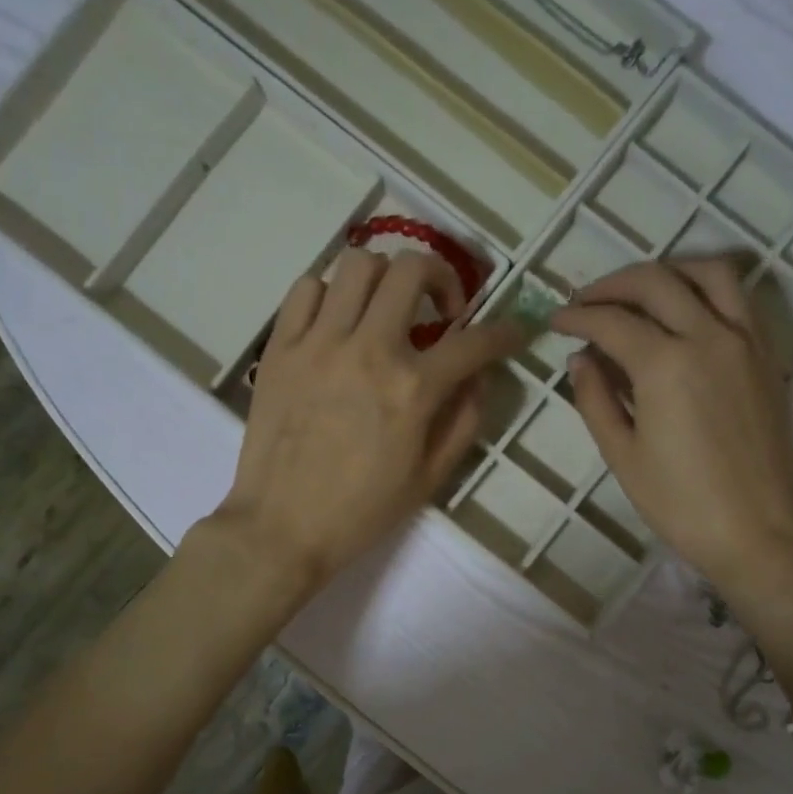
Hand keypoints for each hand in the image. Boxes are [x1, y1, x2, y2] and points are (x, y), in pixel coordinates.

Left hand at [210, 247, 522, 593]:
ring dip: (385, 279)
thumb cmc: (362, 511)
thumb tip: (478, 377)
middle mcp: (368, 350)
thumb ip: (465, 420)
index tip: (512, 333)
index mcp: (412, 389)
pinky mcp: (280, 347)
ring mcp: (318, 343)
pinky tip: (338, 322)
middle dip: (442, 277)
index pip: (473, 342)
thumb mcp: (431, 477)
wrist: (281, 528)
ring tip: (386, 310)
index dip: (504, 333)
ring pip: (357, 264)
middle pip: (411, 269)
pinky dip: (329, 293)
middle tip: (441, 309)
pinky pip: (305, 288)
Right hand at [552, 256, 792, 591]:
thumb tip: (580, 359)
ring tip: (640, 291)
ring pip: (709, 273)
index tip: (555, 320)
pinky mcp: (768, 356)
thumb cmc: (681, 503)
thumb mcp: (622, 456)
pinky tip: (686, 311)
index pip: (611, 322)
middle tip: (586, 301)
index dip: (577, 317)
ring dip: (667, 271)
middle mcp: (709, 337)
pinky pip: (740, 299)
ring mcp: (746, 341)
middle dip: (612, 284)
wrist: (758, 533)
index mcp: (666, 365)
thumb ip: (595, 400)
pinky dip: (707, 289)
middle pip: (656, 282)